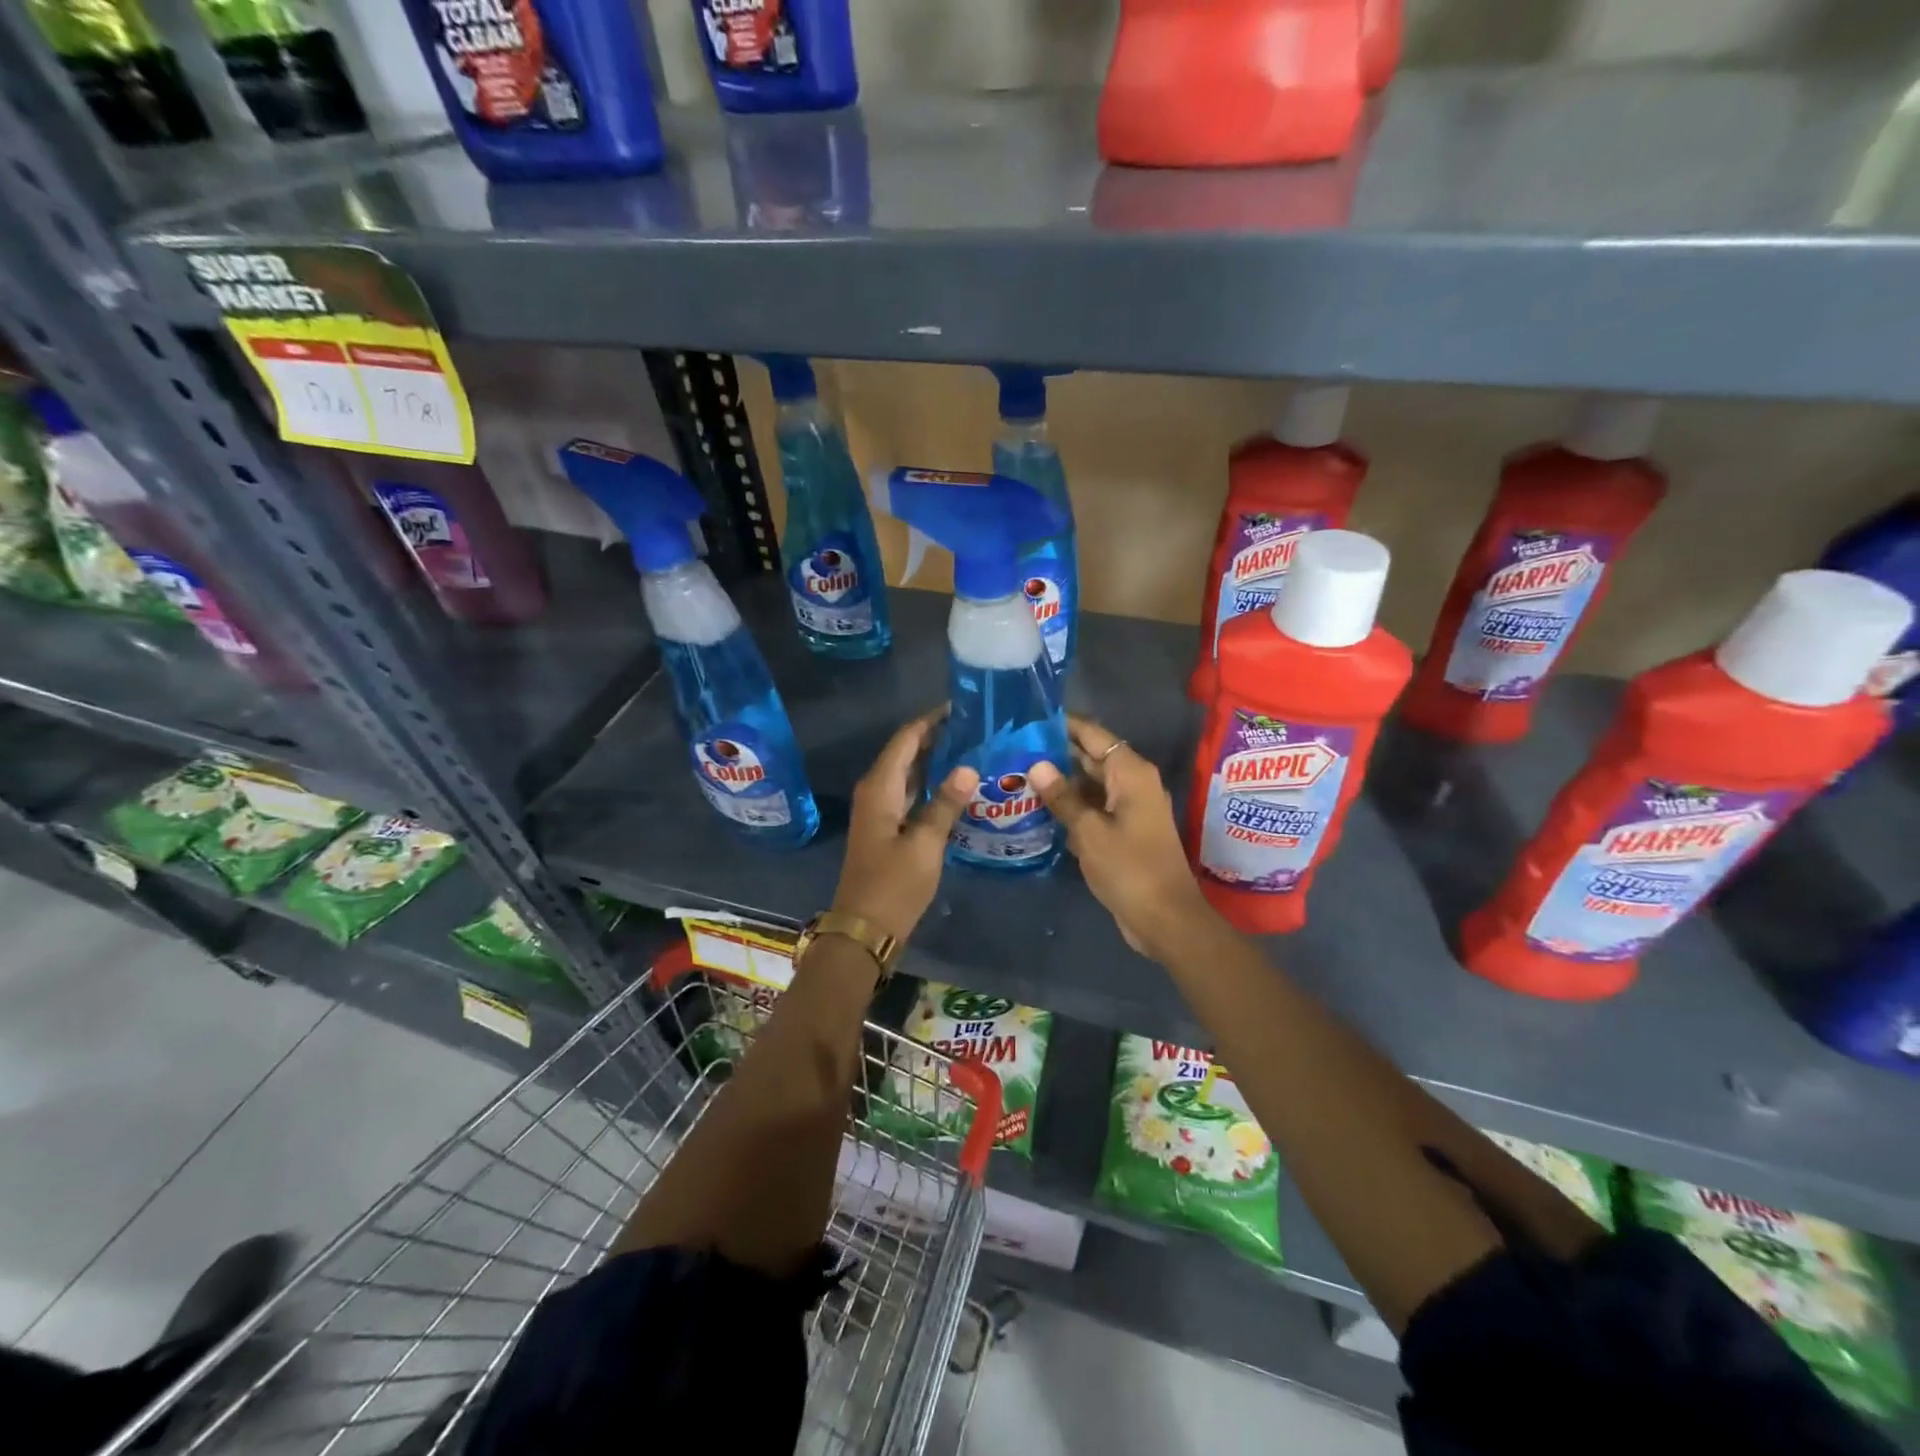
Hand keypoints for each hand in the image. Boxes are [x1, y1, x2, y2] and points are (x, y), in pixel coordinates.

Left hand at [829, 708, 976, 945]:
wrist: (864, 929)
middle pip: (907, 751)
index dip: (932, 720)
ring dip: (936, 760)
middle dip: (938, 737)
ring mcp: (880, 810)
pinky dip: (931, 784)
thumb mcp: (925, 844)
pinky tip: (958, 786)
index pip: (907, 738)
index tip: (963, 706)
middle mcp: (876, 790)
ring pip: (909, 772)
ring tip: (973, 749)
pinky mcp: (887, 827)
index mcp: (880, 787)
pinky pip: (910, 793)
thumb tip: (969, 767)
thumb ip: (946, 803)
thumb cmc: (894, 885)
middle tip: (976, 727)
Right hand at [1029, 715, 1214, 960]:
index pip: (1094, 735)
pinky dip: (1070, 806)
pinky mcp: (1123, 831)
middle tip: (1013, 748)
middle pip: (1091, 757)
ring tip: (1017, 774)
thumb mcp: (1089, 832)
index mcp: (1131, 773)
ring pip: (1089, 784)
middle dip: (1055, 753)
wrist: (1165, 919)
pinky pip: (1093, 807)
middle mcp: (1132, 783)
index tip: (1029, 719)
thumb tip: (1037, 765)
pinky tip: (1037, 808)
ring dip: (1060, 782)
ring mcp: (1128, 808)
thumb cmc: (1130, 869)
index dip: (1064, 725)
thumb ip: (1063, 797)